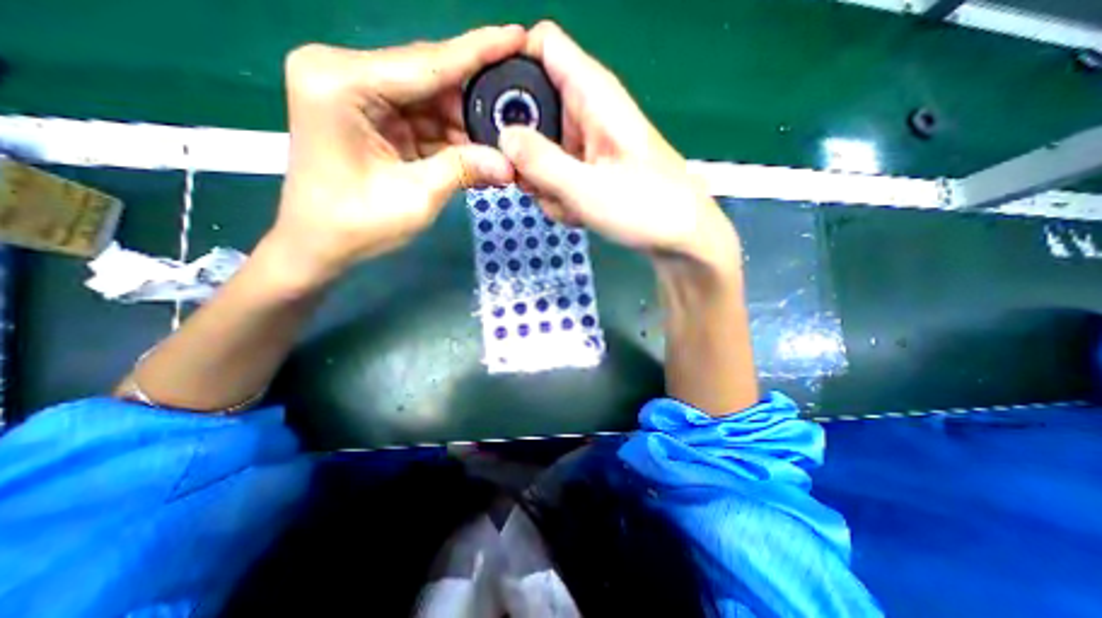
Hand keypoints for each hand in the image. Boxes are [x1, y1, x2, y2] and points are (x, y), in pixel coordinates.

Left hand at [265, 26, 524, 285]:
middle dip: (475, 101)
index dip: (478, 52)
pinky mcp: (371, 117)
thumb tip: (510, 164)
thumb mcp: (415, 197)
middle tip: (519, 111)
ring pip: (431, 102)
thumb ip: (463, 170)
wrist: (319, 247)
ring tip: (504, 141)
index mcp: (342, 82)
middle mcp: (346, 74)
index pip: (426, 62)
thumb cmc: (356, 225)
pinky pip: (423, 121)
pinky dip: (451, 139)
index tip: (517, 36)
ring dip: (467, 126)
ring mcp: (358, 95)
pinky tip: (479, 152)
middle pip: (430, 79)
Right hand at [501, 21, 739, 266]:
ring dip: (546, 183)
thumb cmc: (644, 208)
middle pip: (534, 111)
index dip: (511, 66)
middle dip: (527, 153)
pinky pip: (558, 174)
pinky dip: (561, 196)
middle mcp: (588, 112)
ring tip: (570, 205)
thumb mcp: (586, 188)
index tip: (493, 113)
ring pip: (543, 152)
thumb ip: (541, 162)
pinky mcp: (590, 168)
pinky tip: (580, 212)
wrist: (679, 238)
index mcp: (593, 94)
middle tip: (537, 184)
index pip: (542, 46)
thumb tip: (503, 138)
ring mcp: (588, 144)